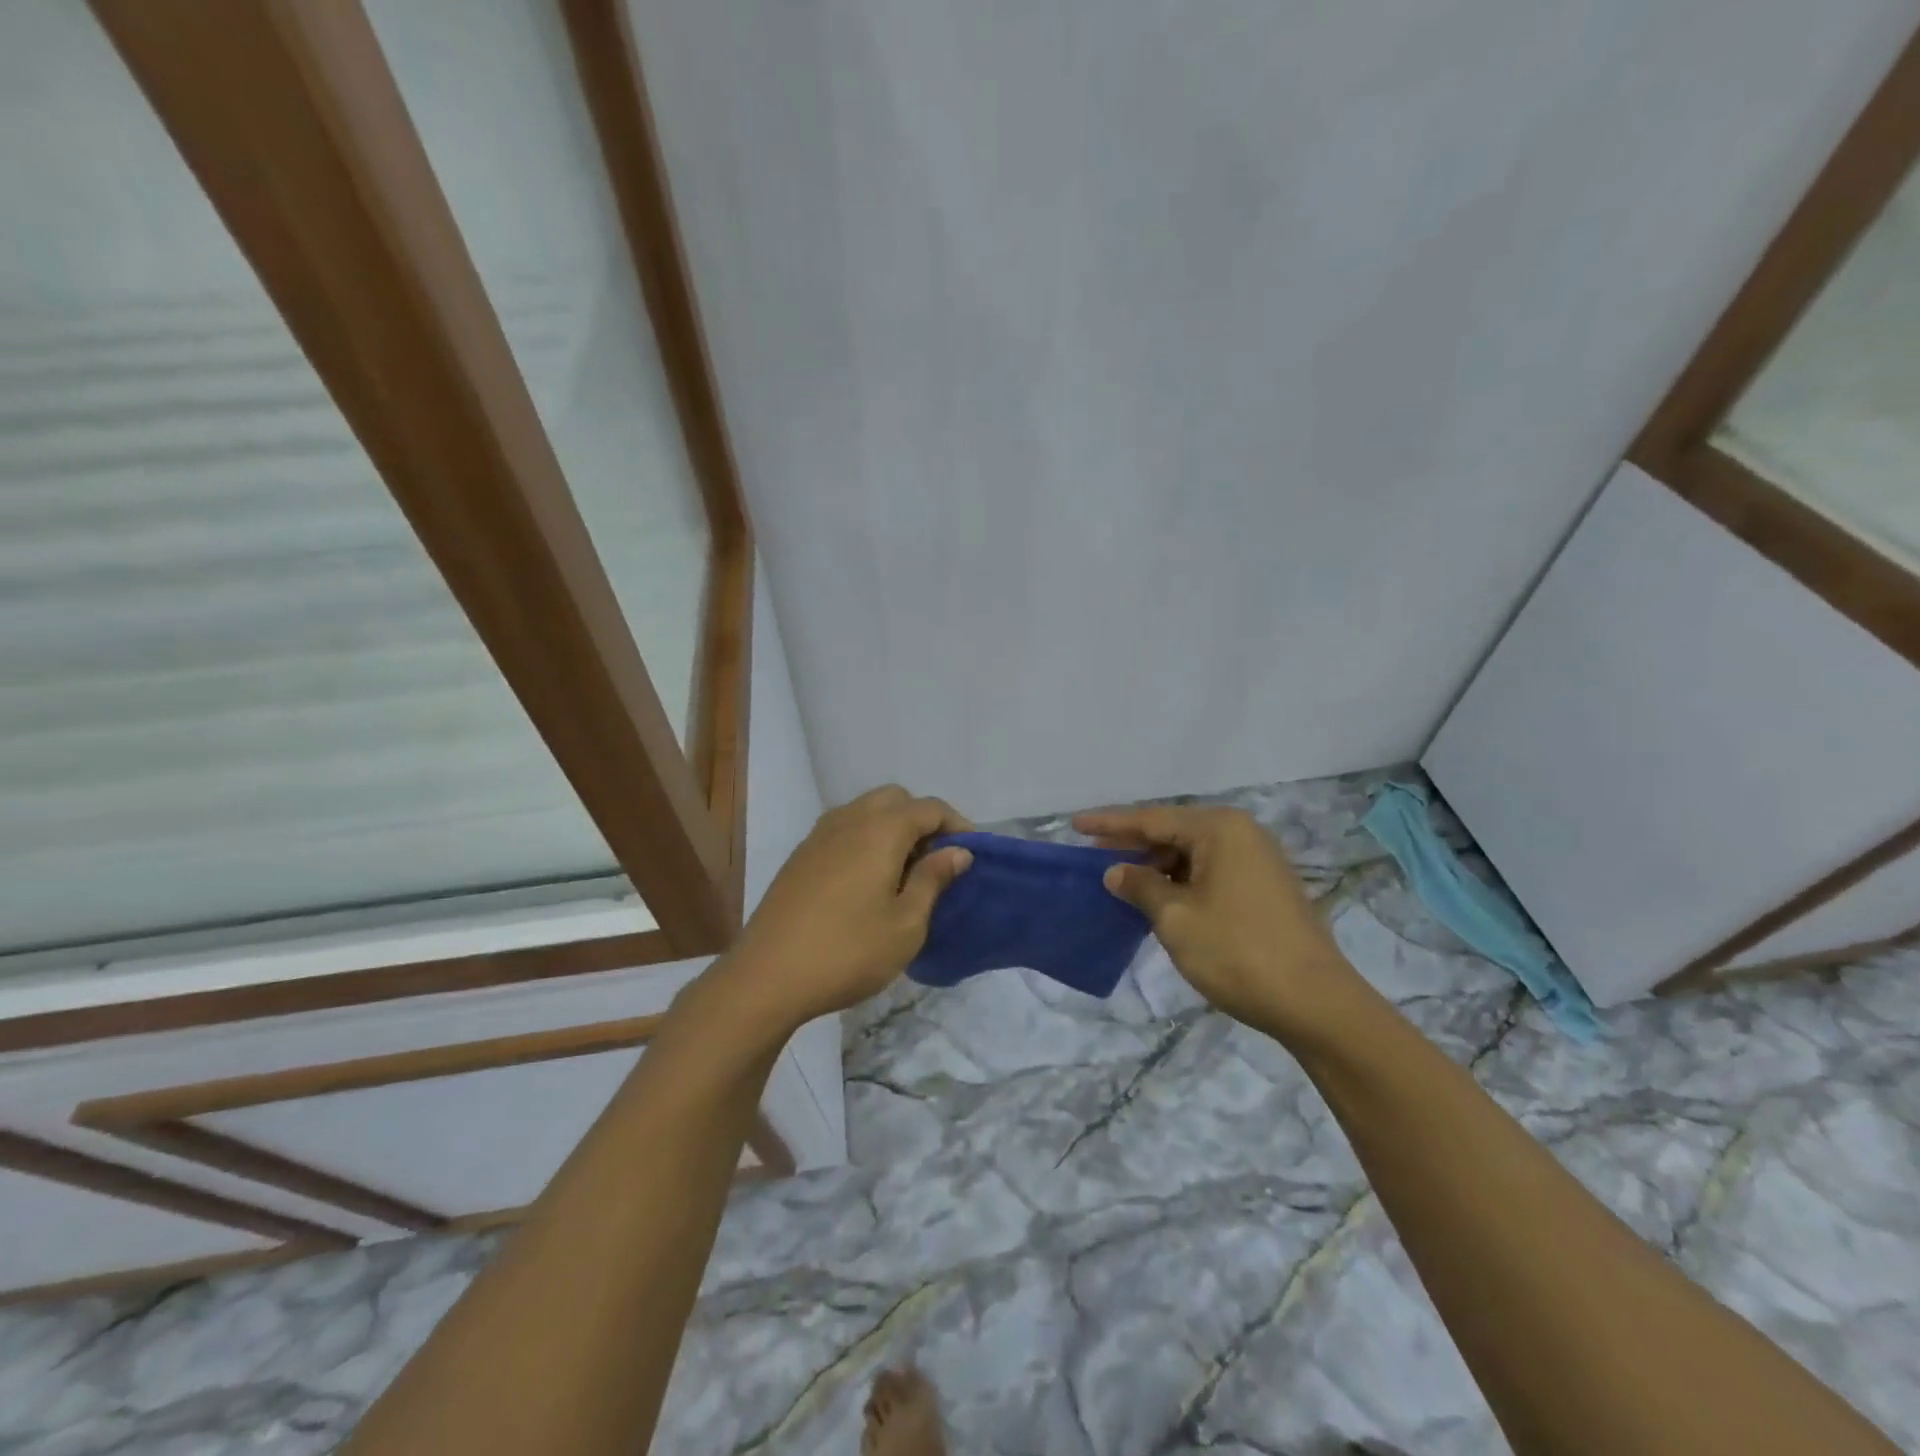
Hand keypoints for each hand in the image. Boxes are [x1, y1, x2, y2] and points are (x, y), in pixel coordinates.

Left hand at [721, 786, 973, 1032]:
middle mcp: (849, 819)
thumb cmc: (848, 951)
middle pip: (895, 799)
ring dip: (892, 826)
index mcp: (881, 830)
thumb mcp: (906, 924)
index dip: (956, 824)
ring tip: (903, 870)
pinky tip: (867, 880)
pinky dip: (865, 838)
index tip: (970, 854)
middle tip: (935, 859)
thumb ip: (933, 879)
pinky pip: (843, 828)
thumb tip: (958, 850)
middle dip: (922, 819)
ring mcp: (819, 835)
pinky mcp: (800, 855)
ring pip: (866, 810)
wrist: (767, 976)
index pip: (929, 807)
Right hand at [1073, 804, 1363, 1040]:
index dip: (1110, 824)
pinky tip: (1160, 898)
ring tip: (1122, 880)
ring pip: (1193, 855)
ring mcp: (1259, 861)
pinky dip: (1181, 882)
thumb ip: (1140, 887)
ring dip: (1157, 866)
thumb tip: (1116, 871)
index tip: (1075, 824)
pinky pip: (1211, 872)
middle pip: (1174, 832)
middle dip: (1134, 845)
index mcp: (1220, 829)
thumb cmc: (1237, 952)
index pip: (1152, 819)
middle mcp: (1242, 834)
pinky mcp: (1266, 889)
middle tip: (1094, 856)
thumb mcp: (1175, 918)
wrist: (1315, 1003)